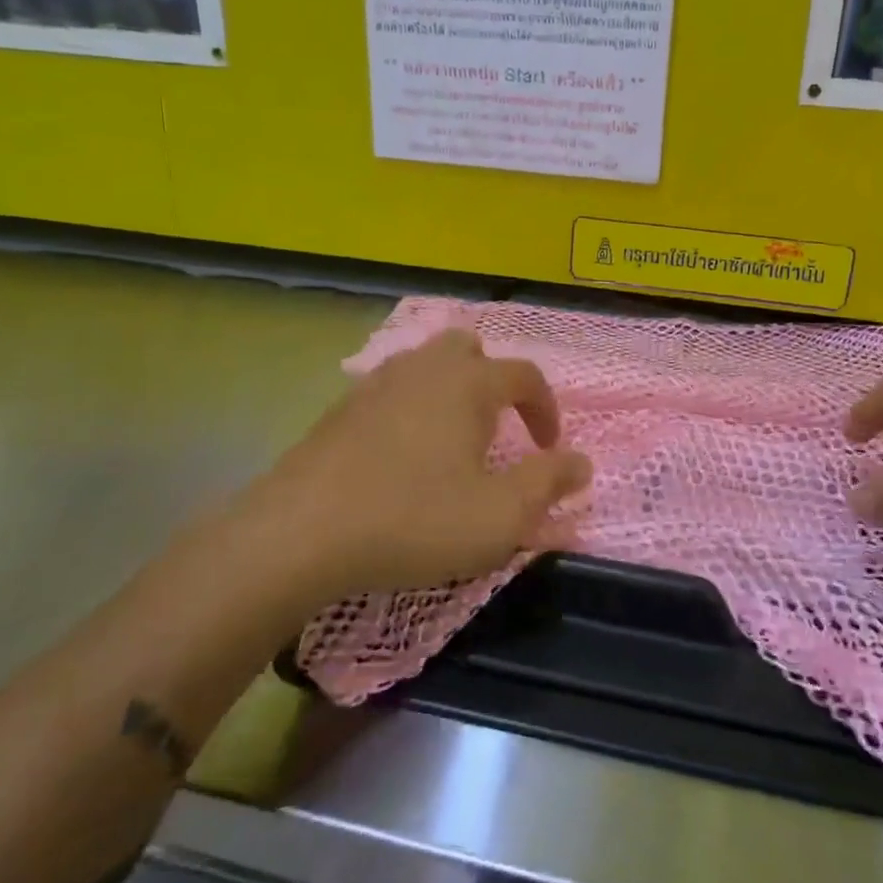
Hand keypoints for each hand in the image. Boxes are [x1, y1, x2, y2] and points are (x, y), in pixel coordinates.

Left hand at [167, 329, 591, 612]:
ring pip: (426, 365)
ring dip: (451, 393)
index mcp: (468, 383)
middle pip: (469, 349)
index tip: (549, 449)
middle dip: (493, 381)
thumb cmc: (415, 519)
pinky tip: (403, 455)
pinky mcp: (340, 409)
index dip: (546, 409)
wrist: (301, 533)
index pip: (525, 375)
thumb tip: (581, 462)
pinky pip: (392, 391)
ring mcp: (376, 384)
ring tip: (454, 441)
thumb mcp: (500, 515)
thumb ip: (548, 483)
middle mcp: (424, 368)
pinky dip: (412, 409)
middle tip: (497, 428)